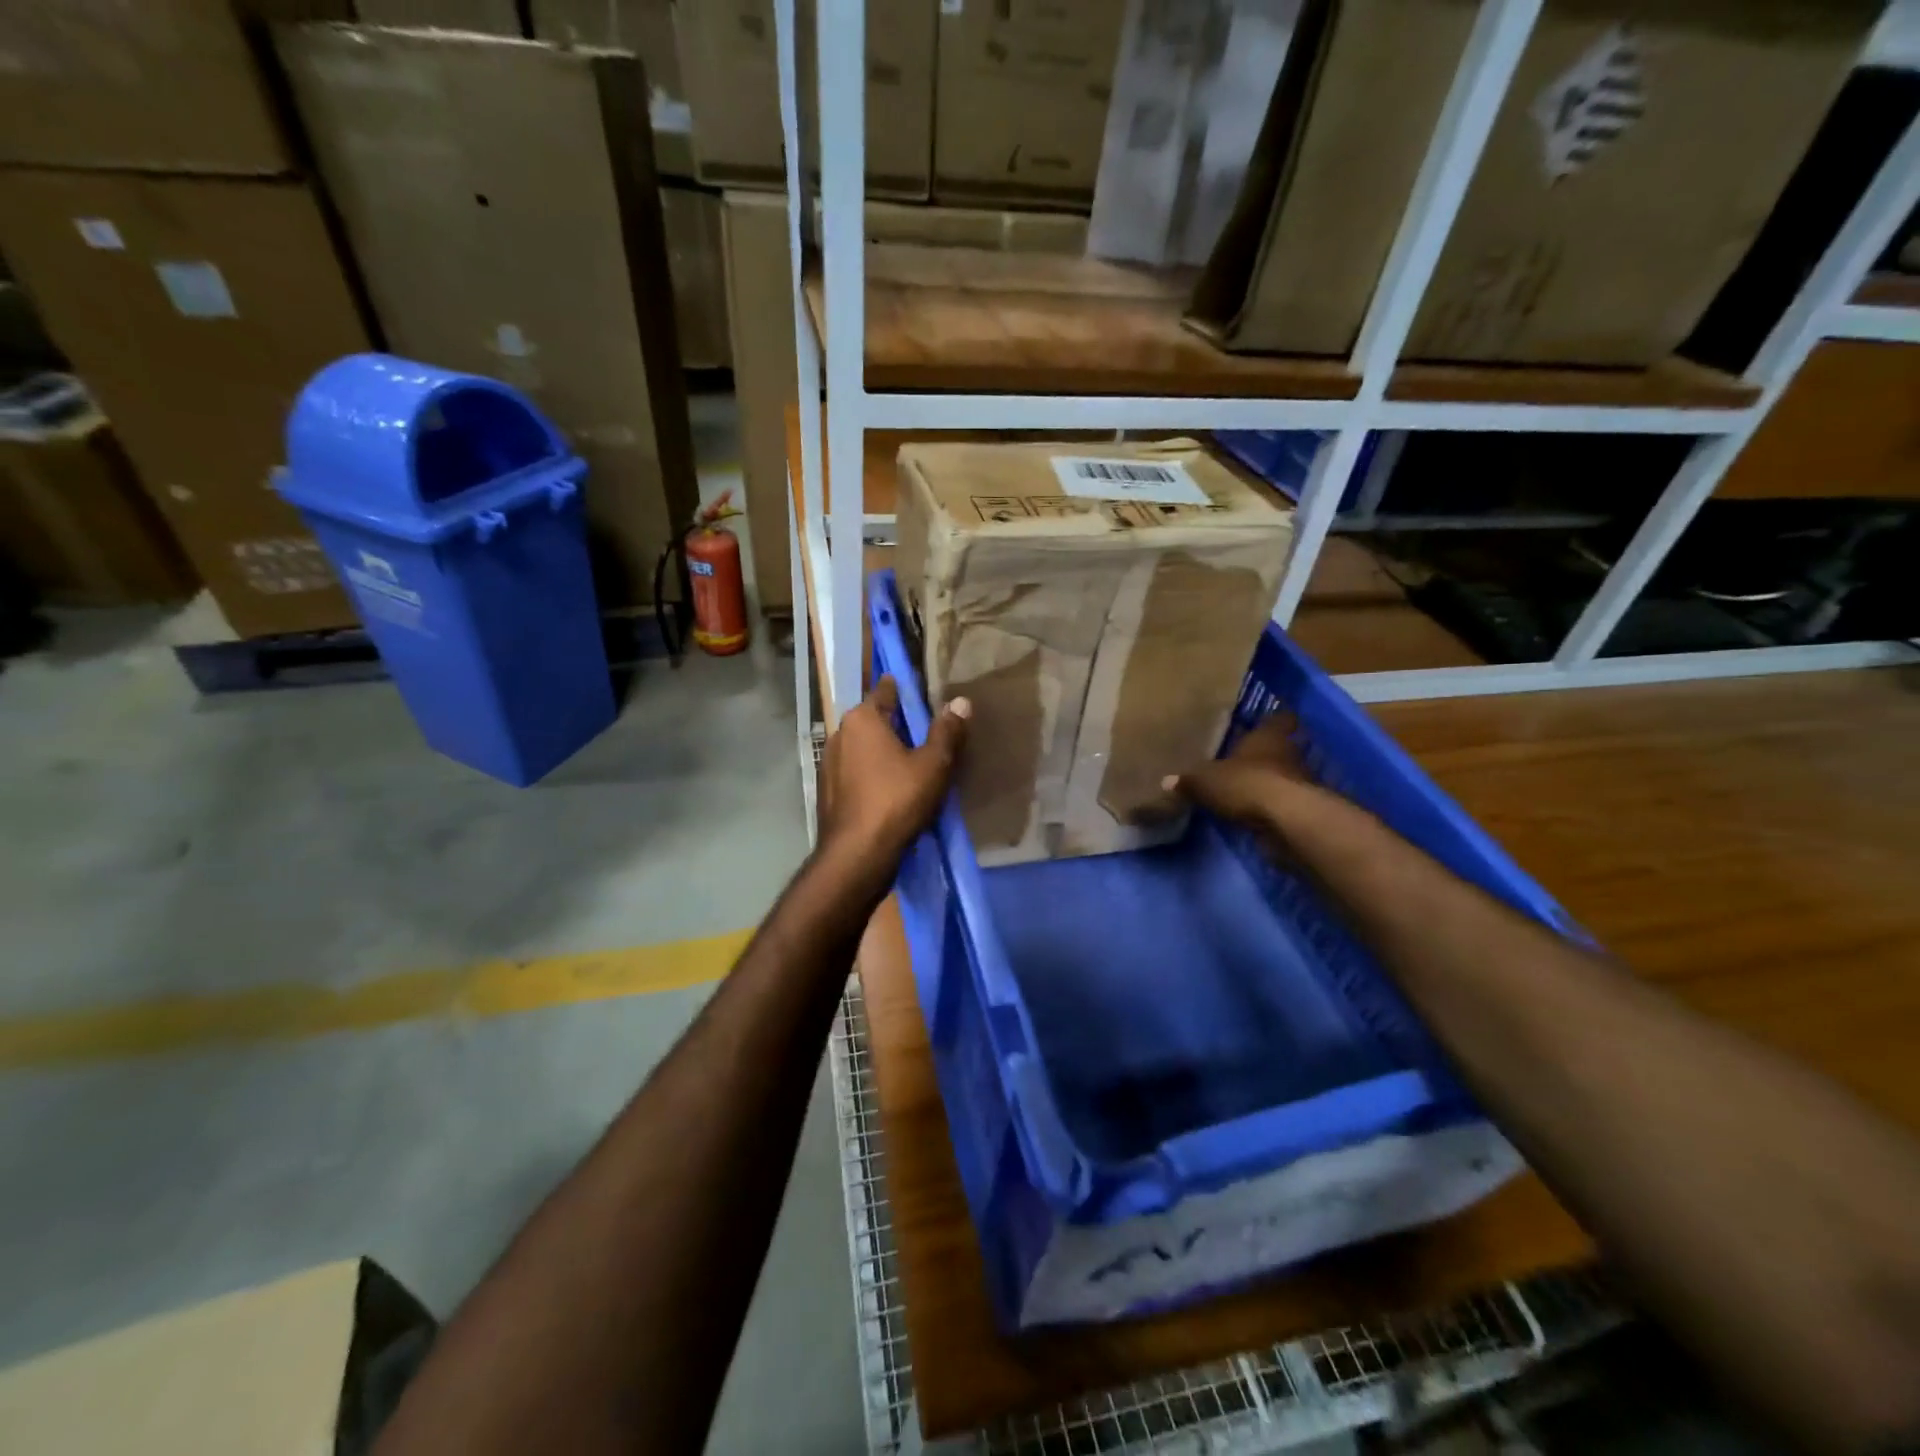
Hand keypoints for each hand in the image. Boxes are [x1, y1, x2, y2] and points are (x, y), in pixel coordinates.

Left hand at [819, 677, 969, 867]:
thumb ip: (947, 732)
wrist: (856, 855)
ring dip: (881, 751)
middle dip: (894, 723)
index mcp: (862, 719)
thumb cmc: (896, 801)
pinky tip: (888, 788)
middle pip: (872, 720)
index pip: (885, 691)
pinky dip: (870, 773)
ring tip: (908, 761)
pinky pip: (854, 772)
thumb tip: (961, 702)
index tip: (919, 690)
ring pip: (862, 748)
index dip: (903, 689)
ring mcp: (828, 763)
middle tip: (923, 730)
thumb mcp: (933, 765)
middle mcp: (839, 734)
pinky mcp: (827, 791)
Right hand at [1162, 713, 1317, 831]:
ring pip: (1283, 775)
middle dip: (1265, 755)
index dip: (1271, 721)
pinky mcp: (1302, 809)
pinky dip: (1271, 806)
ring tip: (1245, 789)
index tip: (1262, 723)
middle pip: (1281, 748)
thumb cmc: (1246, 783)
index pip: (1279, 718)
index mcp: (1268, 736)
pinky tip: (1253, 813)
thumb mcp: (1205, 781)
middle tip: (1243, 759)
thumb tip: (1166, 781)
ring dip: (1268, 782)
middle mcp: (1288, 753)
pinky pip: (1283, 802)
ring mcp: (1300, 782)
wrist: (1286, 821)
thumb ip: (1188, 781)